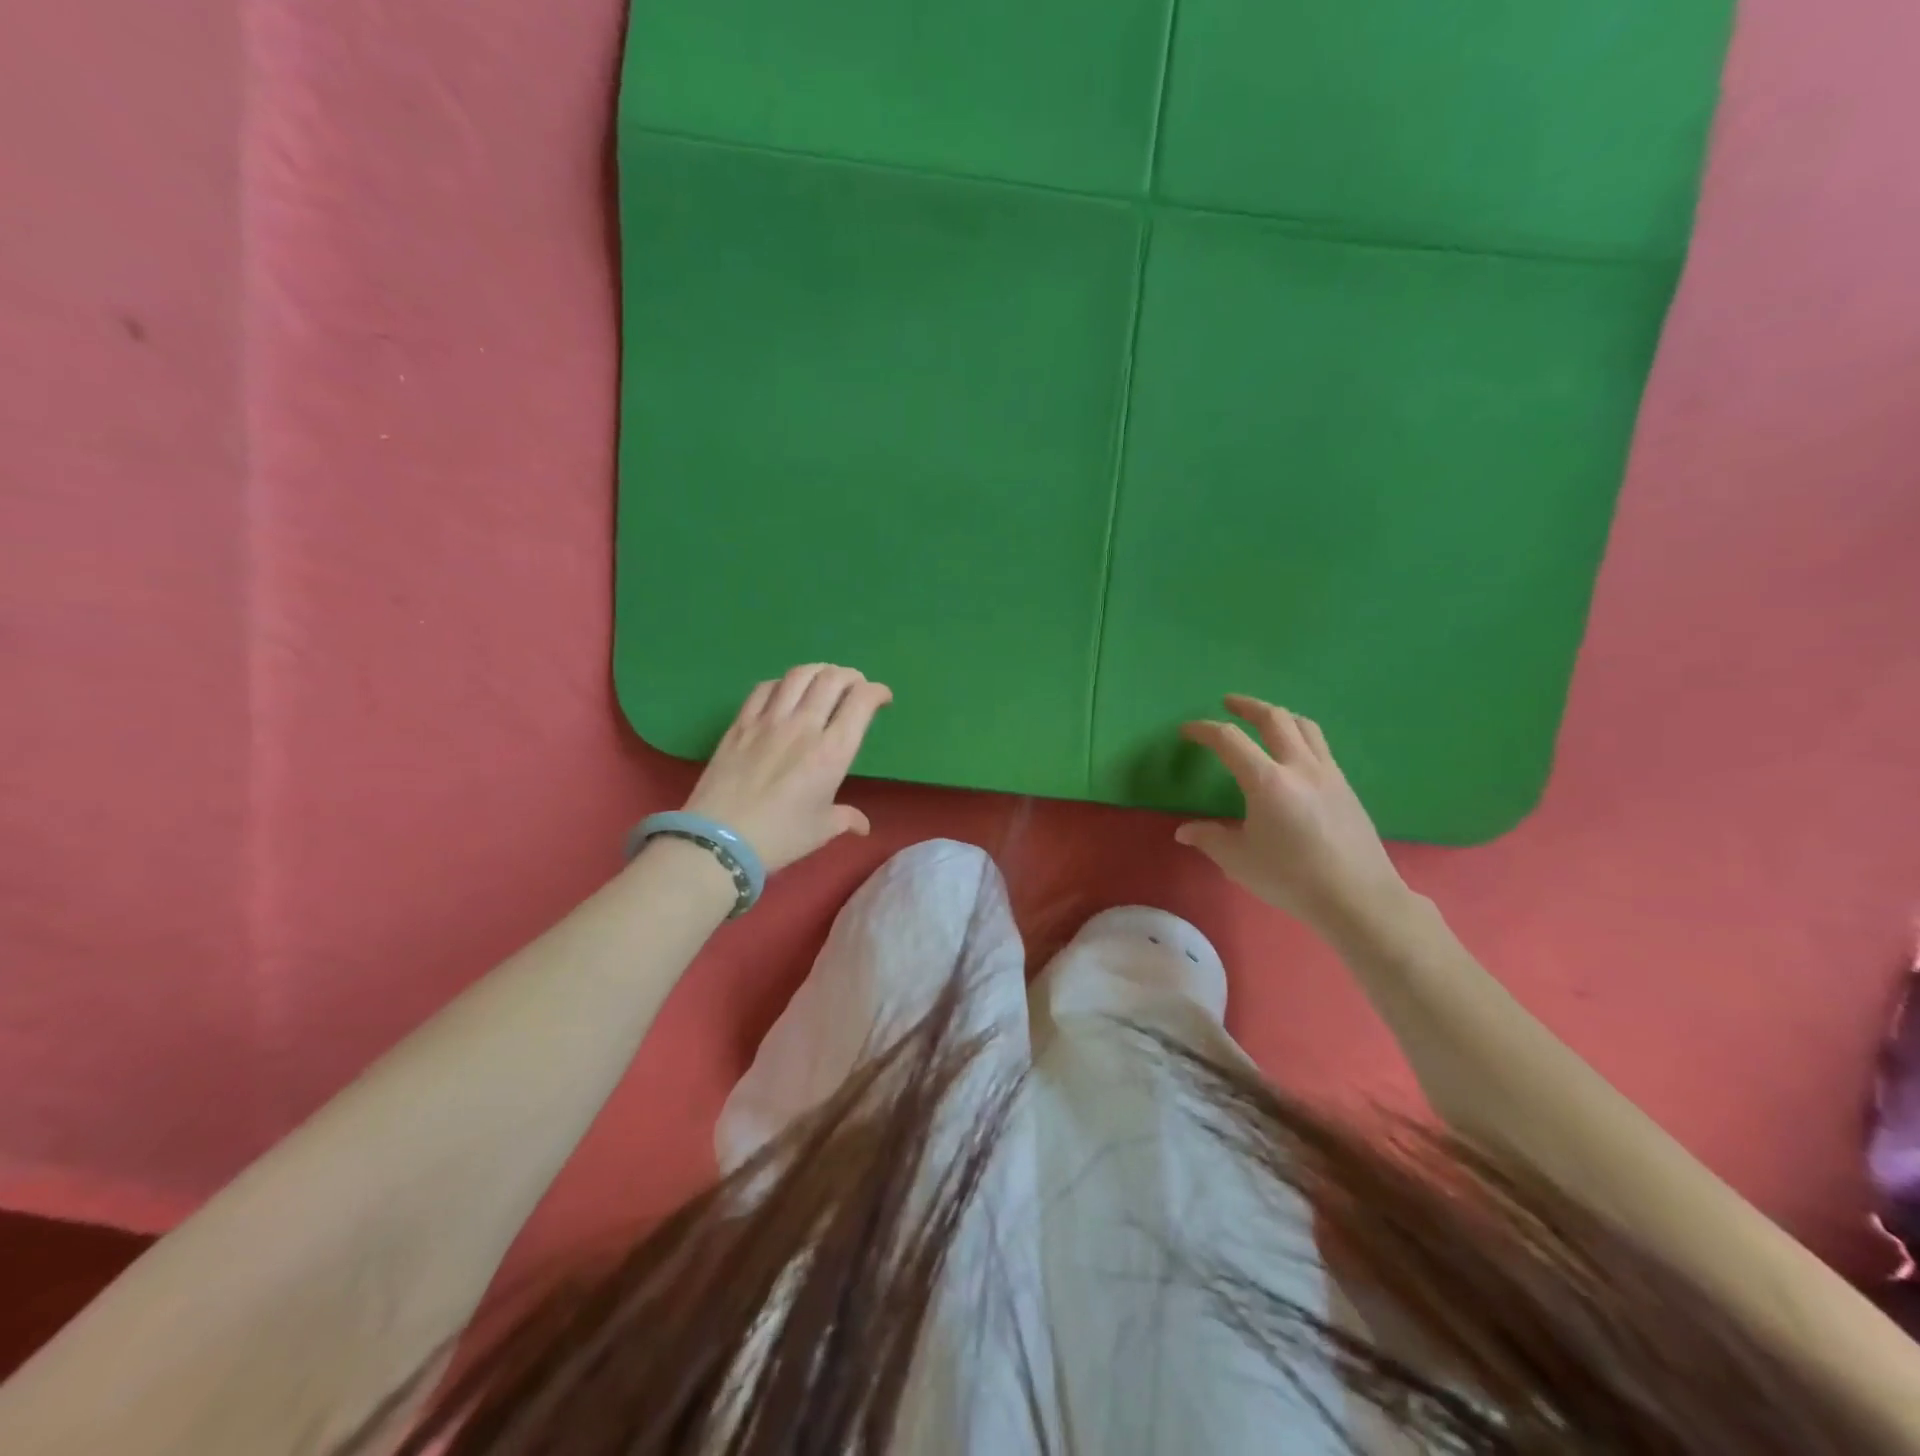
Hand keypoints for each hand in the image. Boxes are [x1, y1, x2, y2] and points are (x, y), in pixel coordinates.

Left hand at [683, 664, 892, 872]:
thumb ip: (846, 818)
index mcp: (832, 752)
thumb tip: (862, 826)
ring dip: (819, 670)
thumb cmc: (779, 837)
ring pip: (799, 675)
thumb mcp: (821, 830)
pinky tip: (785, 691)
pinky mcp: (741, 723)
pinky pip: (764, 688)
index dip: (877, 692)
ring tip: (825, 678)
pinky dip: (782, 682)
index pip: (861, 702)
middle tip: (856, 686)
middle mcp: (804, 727)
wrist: (720, 840)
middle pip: (833, 679)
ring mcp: (769, 721)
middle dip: (852, 676)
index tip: (882, 698)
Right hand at [1175, 696, 1408, 936]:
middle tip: (1228, 704)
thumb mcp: (1239, 860)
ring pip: (1303, 726)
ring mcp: (1328, 773)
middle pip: (1273, 718)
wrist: (1358, 898)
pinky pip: (1319, 746)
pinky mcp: (1345, 787)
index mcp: (1267, 781)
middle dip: (1247, 706)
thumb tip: (1185, 831)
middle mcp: (1299, 766)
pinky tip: (1293, 755)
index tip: (1187, 731)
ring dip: (1278, 715)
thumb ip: (1209, 839)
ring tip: (1264, 720)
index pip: (1229, 740)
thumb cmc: (1292, 878)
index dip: (1204, 730)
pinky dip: (1299, 736)